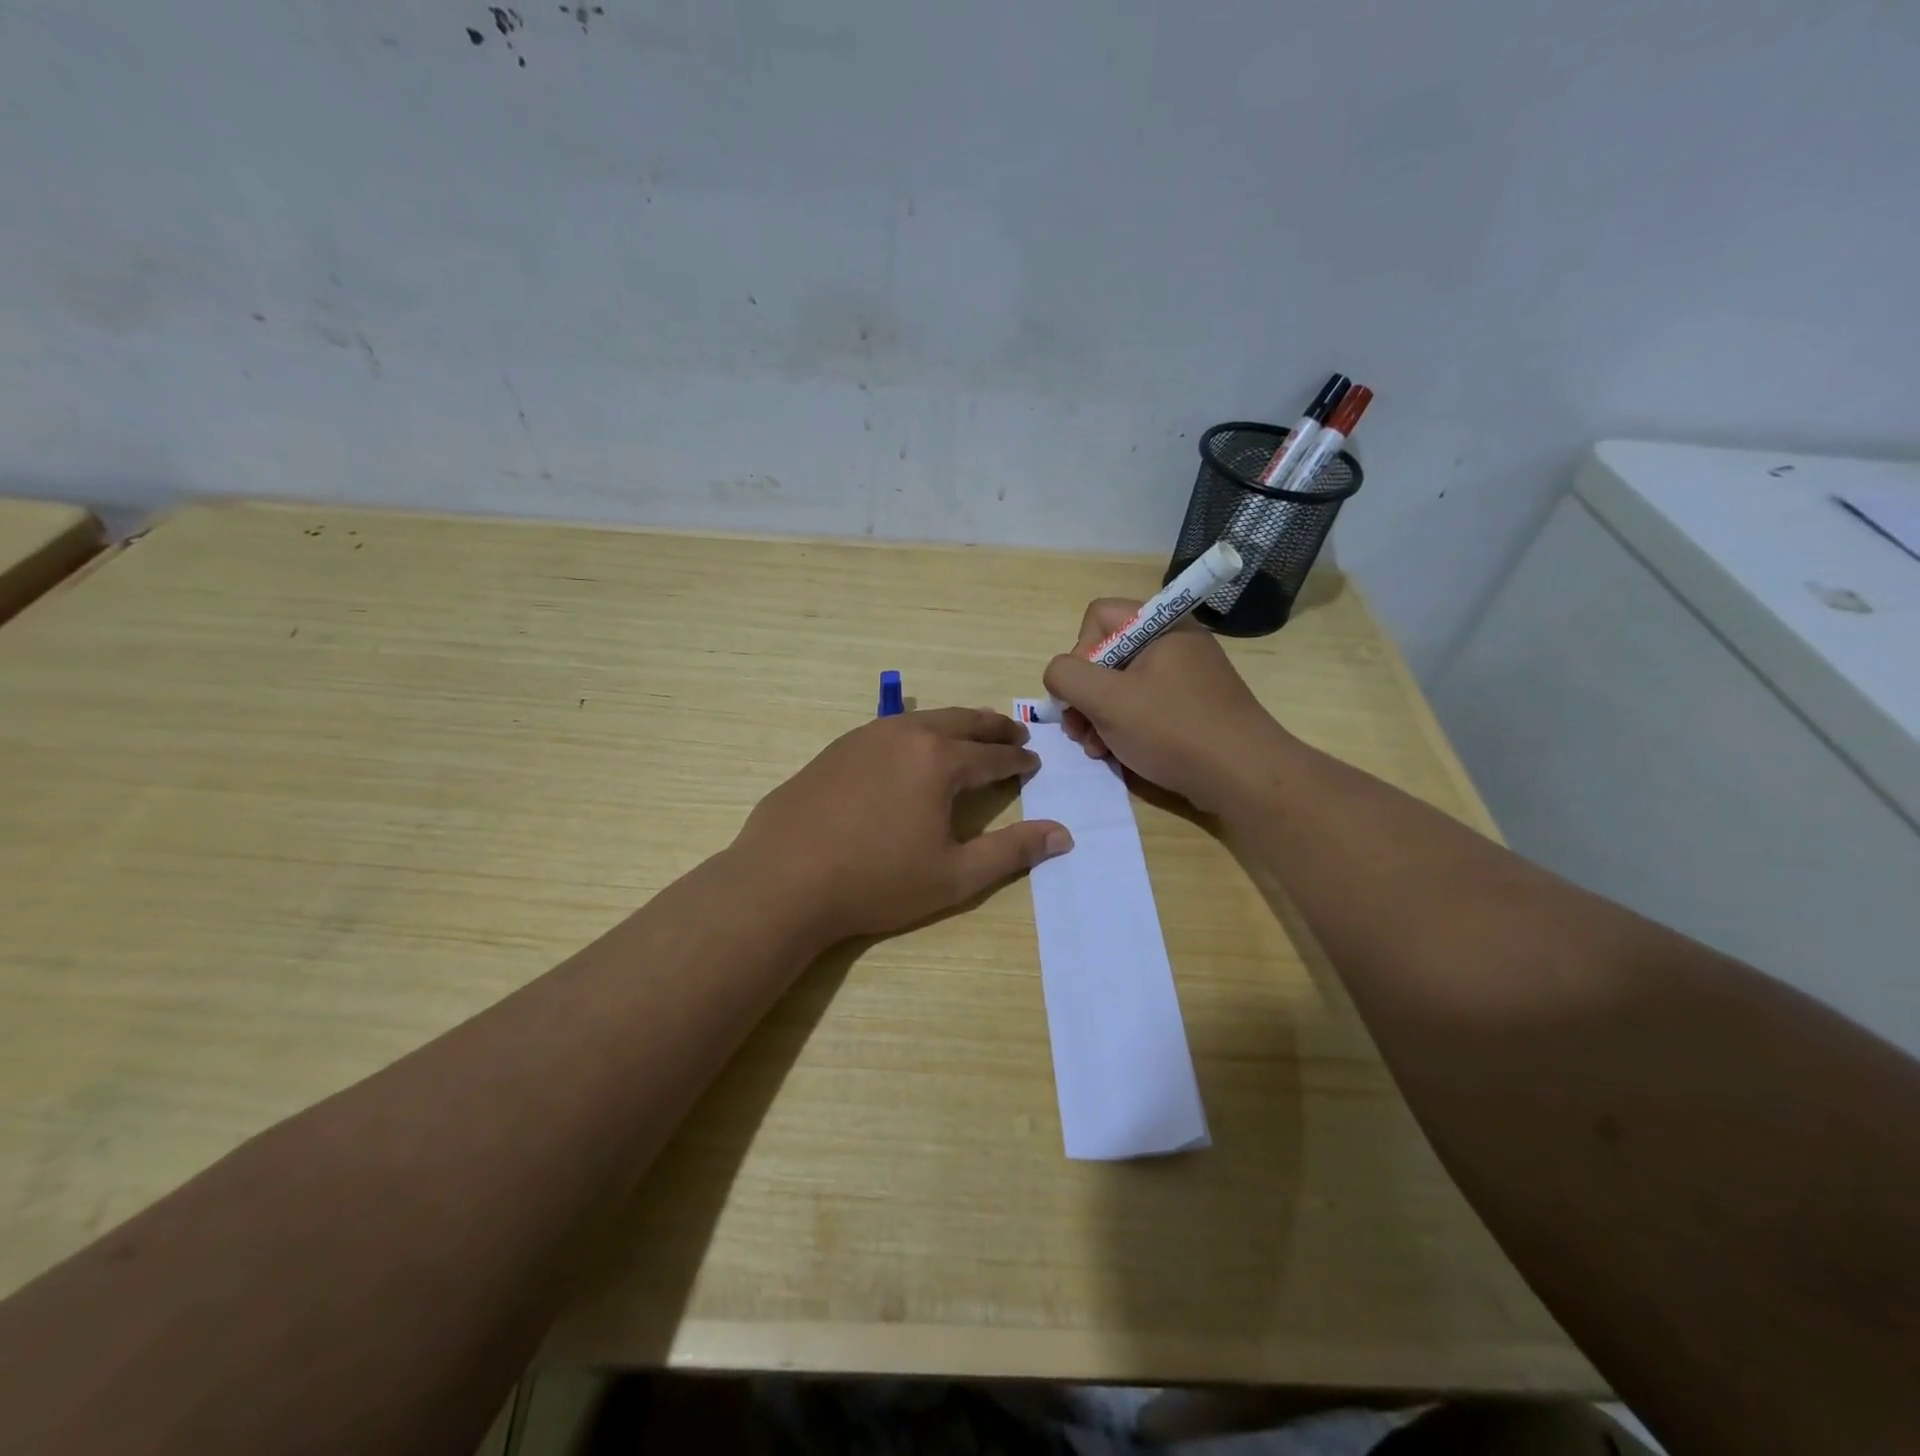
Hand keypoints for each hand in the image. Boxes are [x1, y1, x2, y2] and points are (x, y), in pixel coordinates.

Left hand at [733, 707, 1072, 946]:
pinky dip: (916, 732)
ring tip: (970, 735)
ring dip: (955, 725)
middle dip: (993, 728)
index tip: (1033, 763)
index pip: (992, 755)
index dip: (1017, 761)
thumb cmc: (876, 881)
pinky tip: (911, 750)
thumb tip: (1064, 834)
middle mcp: (906, 735)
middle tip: (1014, 734)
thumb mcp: (955, 875)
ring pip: (924, 719)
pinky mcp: (836, 748)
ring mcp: (866, 736)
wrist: (784, 879)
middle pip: (962, 722)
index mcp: (940, 761)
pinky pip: (890, 729)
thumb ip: (1012, 852)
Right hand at [1041, 599, 1289, 815]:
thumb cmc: (1173, 730)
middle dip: (1085, 695)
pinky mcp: (1191, 707)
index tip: (1083, 692)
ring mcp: (1185, 676)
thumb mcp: (1108, 700)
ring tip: (1096, 750)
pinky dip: (1124, 728)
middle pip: (1106, 654)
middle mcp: (1174, 642)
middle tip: (1079, 731)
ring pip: (1121, 685)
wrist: (1245, 777)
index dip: (1080, 653)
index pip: (1098, 617)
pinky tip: (1117, 755)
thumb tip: (1058, 675)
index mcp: (1161, 625)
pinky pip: (1144, 706)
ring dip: (1098, 718)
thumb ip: (1067, 676)